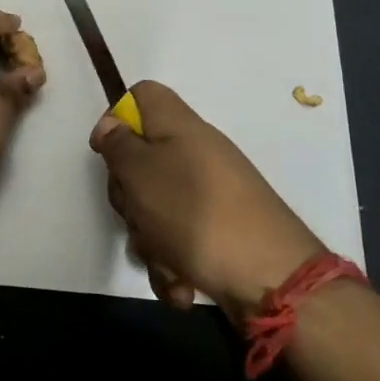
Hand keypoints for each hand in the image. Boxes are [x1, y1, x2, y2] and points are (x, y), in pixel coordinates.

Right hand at [91, 81, 324, 316]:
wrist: (271, 279)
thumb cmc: (195, 213)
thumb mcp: (141, 173)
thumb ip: (118, 145)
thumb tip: (112, 125)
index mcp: (179, 127)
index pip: (142, 95)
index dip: (117, 118)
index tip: (107, 154)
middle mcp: (196, 154)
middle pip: (142, 159)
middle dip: (129, 196)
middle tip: (136, 212)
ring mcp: (210, 195)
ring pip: (156, 207)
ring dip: (150, 240)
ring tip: (166, 261)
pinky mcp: (218, 234)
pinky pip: (178, 241)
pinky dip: (174, 264)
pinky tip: (182, 285)